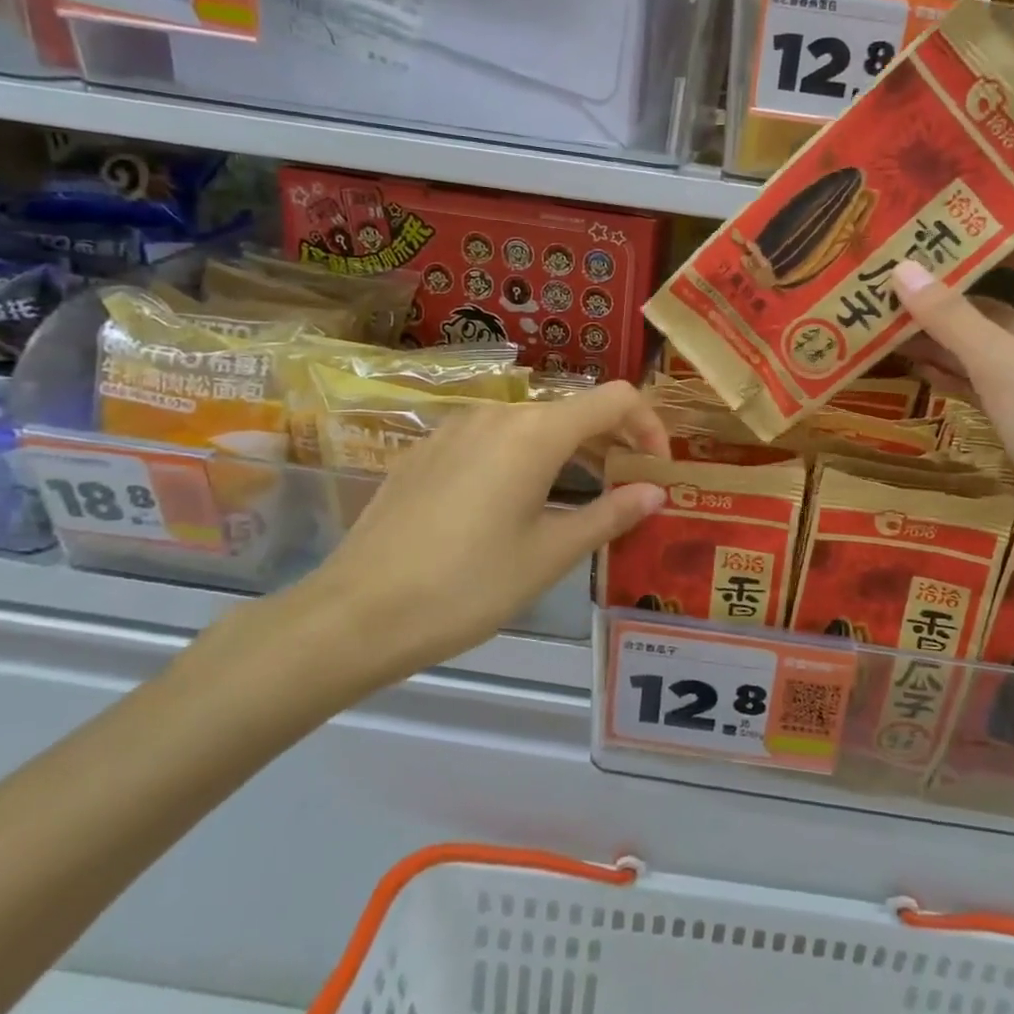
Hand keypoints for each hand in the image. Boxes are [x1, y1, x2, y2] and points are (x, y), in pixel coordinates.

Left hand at [264, 383, 669, 702]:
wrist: (355, 613)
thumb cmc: (468, 585)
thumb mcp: (550, 555)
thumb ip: (610, 514)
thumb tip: (655, 491)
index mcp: (536, 432)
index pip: (616, 399)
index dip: (650, 425)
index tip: (658, 469)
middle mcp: (498, 414)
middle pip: (574, 409)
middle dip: (612, 440)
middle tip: (629, 488)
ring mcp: (456, 428)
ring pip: (533, 423)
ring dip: (570, 450)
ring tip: (582, 496)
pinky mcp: (427, 449)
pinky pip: (493, 439)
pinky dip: (526, 457)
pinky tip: (516, 502)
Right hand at [891, 236, 1013, 617]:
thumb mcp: (1008, 369)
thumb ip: (954, 320)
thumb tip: (902, 268)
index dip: (1000, 238)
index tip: (943, 229)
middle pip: (1008, 307)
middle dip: (955, 294)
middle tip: (893, 279)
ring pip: (994, 353)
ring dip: (948, 339)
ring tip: (887, 321)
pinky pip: (992, 392)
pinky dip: (958, 379)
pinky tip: (916, 369)